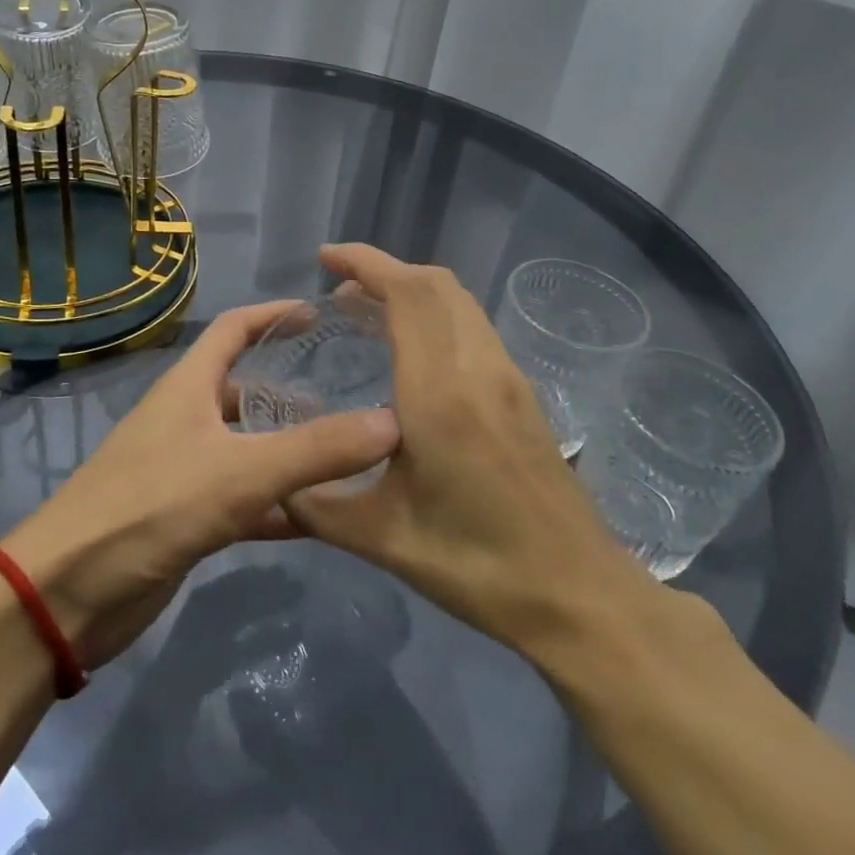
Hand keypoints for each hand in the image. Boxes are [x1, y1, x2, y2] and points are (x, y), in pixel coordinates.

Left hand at [1, 301, 400, 668]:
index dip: (273, 314)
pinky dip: (280, 503)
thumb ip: (315, 450)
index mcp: (188, 387)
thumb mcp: (239, 472)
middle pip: (244, 390)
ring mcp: (185, 471)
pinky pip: (245, 499)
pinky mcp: (186, 519)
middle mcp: (186, 420)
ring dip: (291, 450)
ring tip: (348, 455)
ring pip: (249, 448)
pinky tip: (322, 517)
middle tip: (351, 398)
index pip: (233, 329)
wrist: (67, 594)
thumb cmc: (149, 508)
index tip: (321, 313)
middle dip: (292, 391)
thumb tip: (392, 423)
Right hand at [283, 244, 666, 667]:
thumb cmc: (479, 566)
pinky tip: (413, 356)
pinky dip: (437, 316)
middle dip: (386, 271)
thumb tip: (274, 484)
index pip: (409, 295)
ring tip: (368, 315)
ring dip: (414, 292)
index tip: (326, 258)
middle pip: (437, 285)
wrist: (579, 595)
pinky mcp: (524, 396)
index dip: (367, 263)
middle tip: (340, 291)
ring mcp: (509, 379)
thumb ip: (319, 504)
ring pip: (460, 303)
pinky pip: (474, 328)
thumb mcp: (384, 538)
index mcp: (441, 395)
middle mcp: (480, 370)